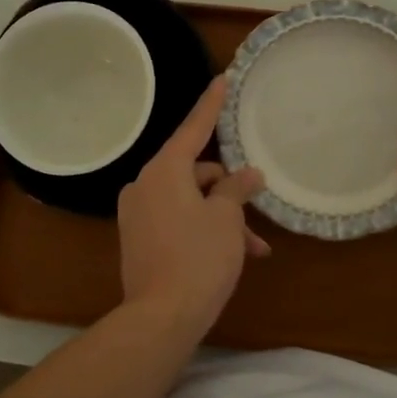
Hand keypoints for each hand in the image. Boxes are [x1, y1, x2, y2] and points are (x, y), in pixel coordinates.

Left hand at [117, 75, 268, 340]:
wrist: (160, 318)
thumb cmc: (199, 259)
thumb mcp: (227, 219)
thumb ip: (237, 189)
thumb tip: (247, 175)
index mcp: (164, 171)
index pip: (194, 128)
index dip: (212, 104)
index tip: (223, 79)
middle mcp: (145, 185)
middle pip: (196, 172)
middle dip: (230, 190)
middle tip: (258, 208)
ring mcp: (138, 213)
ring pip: (191, 201)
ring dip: (222, 217)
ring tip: (255, 247)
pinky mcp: (139, 238)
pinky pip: (178, 220)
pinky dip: (203, 229)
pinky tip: (233, 254)